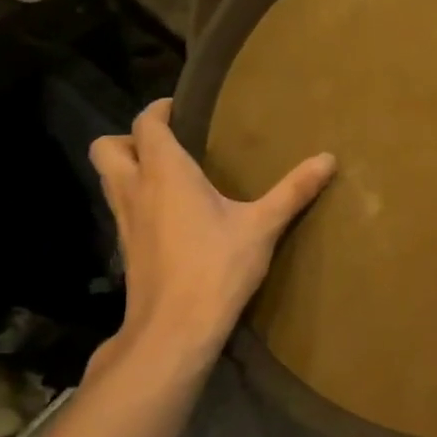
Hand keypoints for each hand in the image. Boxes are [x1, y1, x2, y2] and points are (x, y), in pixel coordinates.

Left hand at [88, 99, 334, 370]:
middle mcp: (135, 190)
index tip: (181, 108)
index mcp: (164, 173)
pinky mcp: (126, 249)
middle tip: (167, 143)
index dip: (158, 110)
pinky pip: (121, 208)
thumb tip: (329, 159)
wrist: (174, 329)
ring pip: (110, 179)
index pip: (145, 124)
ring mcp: (124, 221)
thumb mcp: (262, 226)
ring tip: (170, 175)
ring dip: (130, 168)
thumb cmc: (216, 267)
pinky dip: (137, 199)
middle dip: (129, 138)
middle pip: (107, 148)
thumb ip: (294, 190)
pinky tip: (171, 215)